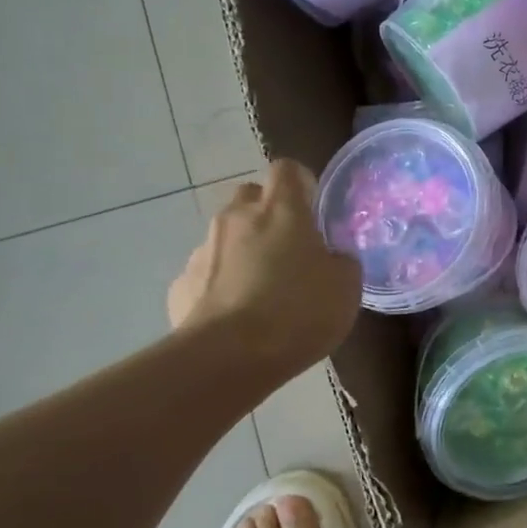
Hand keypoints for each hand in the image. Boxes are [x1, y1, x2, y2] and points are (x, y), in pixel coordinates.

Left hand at [167, 160, 361, 377]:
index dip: (301, 184)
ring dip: (243, 252)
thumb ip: (341, 261)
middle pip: (250, 197)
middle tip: (289, 248)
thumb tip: (331, 257)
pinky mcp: (180, 285)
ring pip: (226, 236)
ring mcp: (202, 250)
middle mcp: (236, 218)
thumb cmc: (298, 312)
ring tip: (262, 292)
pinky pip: (206, 274)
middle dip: (267, 214)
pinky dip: (221, 286)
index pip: (287, 169)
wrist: (228, 358)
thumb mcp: (346, 287)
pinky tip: (235, 318)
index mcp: (281, 210)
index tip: (313, 209)